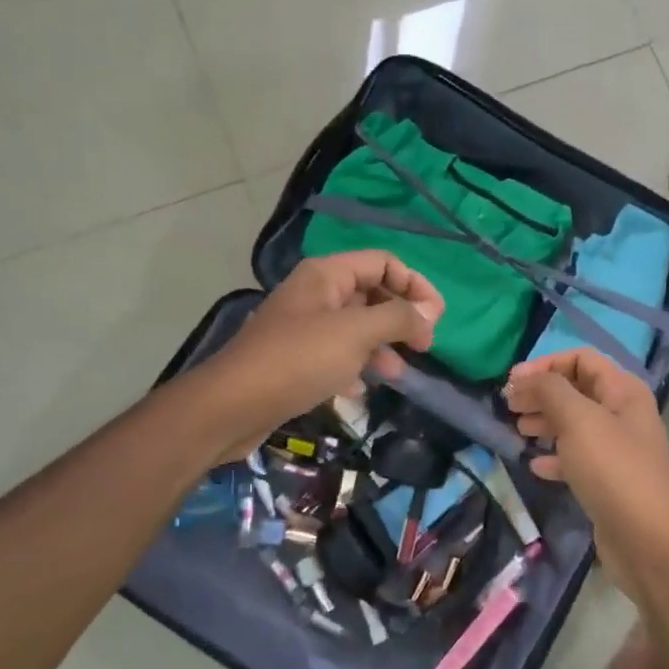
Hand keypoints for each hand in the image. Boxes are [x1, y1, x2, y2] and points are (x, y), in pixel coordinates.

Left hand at [191, 251, 443, 459]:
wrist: (233, 405)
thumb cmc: (298, 360)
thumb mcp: (356, 334)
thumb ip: (398, 318)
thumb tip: (429, 312)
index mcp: (327, 275)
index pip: (384, 262)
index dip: (415, 285)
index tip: (436, 319)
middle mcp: (316, 294)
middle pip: (371, 294)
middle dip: (400, 318)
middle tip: (423, 347)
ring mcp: (304, 327)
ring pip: (356, 328)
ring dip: (381, 347)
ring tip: (397, 375)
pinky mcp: (295, 359)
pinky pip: (336, 355)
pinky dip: (354, 368)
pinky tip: (360, 391)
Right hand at [504, 348, 668, 597]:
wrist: (645, 539)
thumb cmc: (611, 468)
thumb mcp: (577, 419)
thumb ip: (549, 390)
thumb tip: (526, 378)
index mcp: (623, 391)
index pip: (582, 359)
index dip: (546, 364)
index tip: (512, 382)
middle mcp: (623, 414)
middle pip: (576, 390)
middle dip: (541, 394)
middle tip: (509, 407)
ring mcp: (617, 449)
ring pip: (574, 424)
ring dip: (544, 423)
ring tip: (518, 431)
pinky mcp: (609, 480)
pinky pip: (577, 458)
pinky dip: (555, 456)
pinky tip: (535, 465)